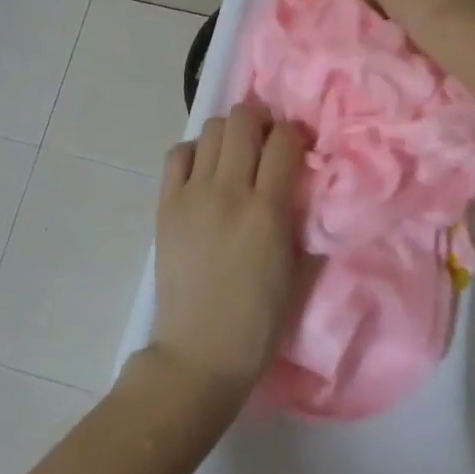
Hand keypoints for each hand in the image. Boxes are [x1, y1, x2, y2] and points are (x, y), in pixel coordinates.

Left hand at [148, 102, 308, 408]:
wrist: (199, 353)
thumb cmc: (259, 321)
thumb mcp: (298, 271)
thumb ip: (305, 221)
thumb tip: (308, 184)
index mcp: (268, 210)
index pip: (285, 140)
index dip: (296, 133)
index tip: (299, 144)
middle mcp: (229, 191)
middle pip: (244, 120)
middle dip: (262, 120)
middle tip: (267, 140)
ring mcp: (192, 195)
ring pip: (212, 129)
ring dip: (230, 133)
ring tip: (237, 154)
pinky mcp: (166, 205)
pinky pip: (178, 154)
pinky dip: (195, 151)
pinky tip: (205, 171)